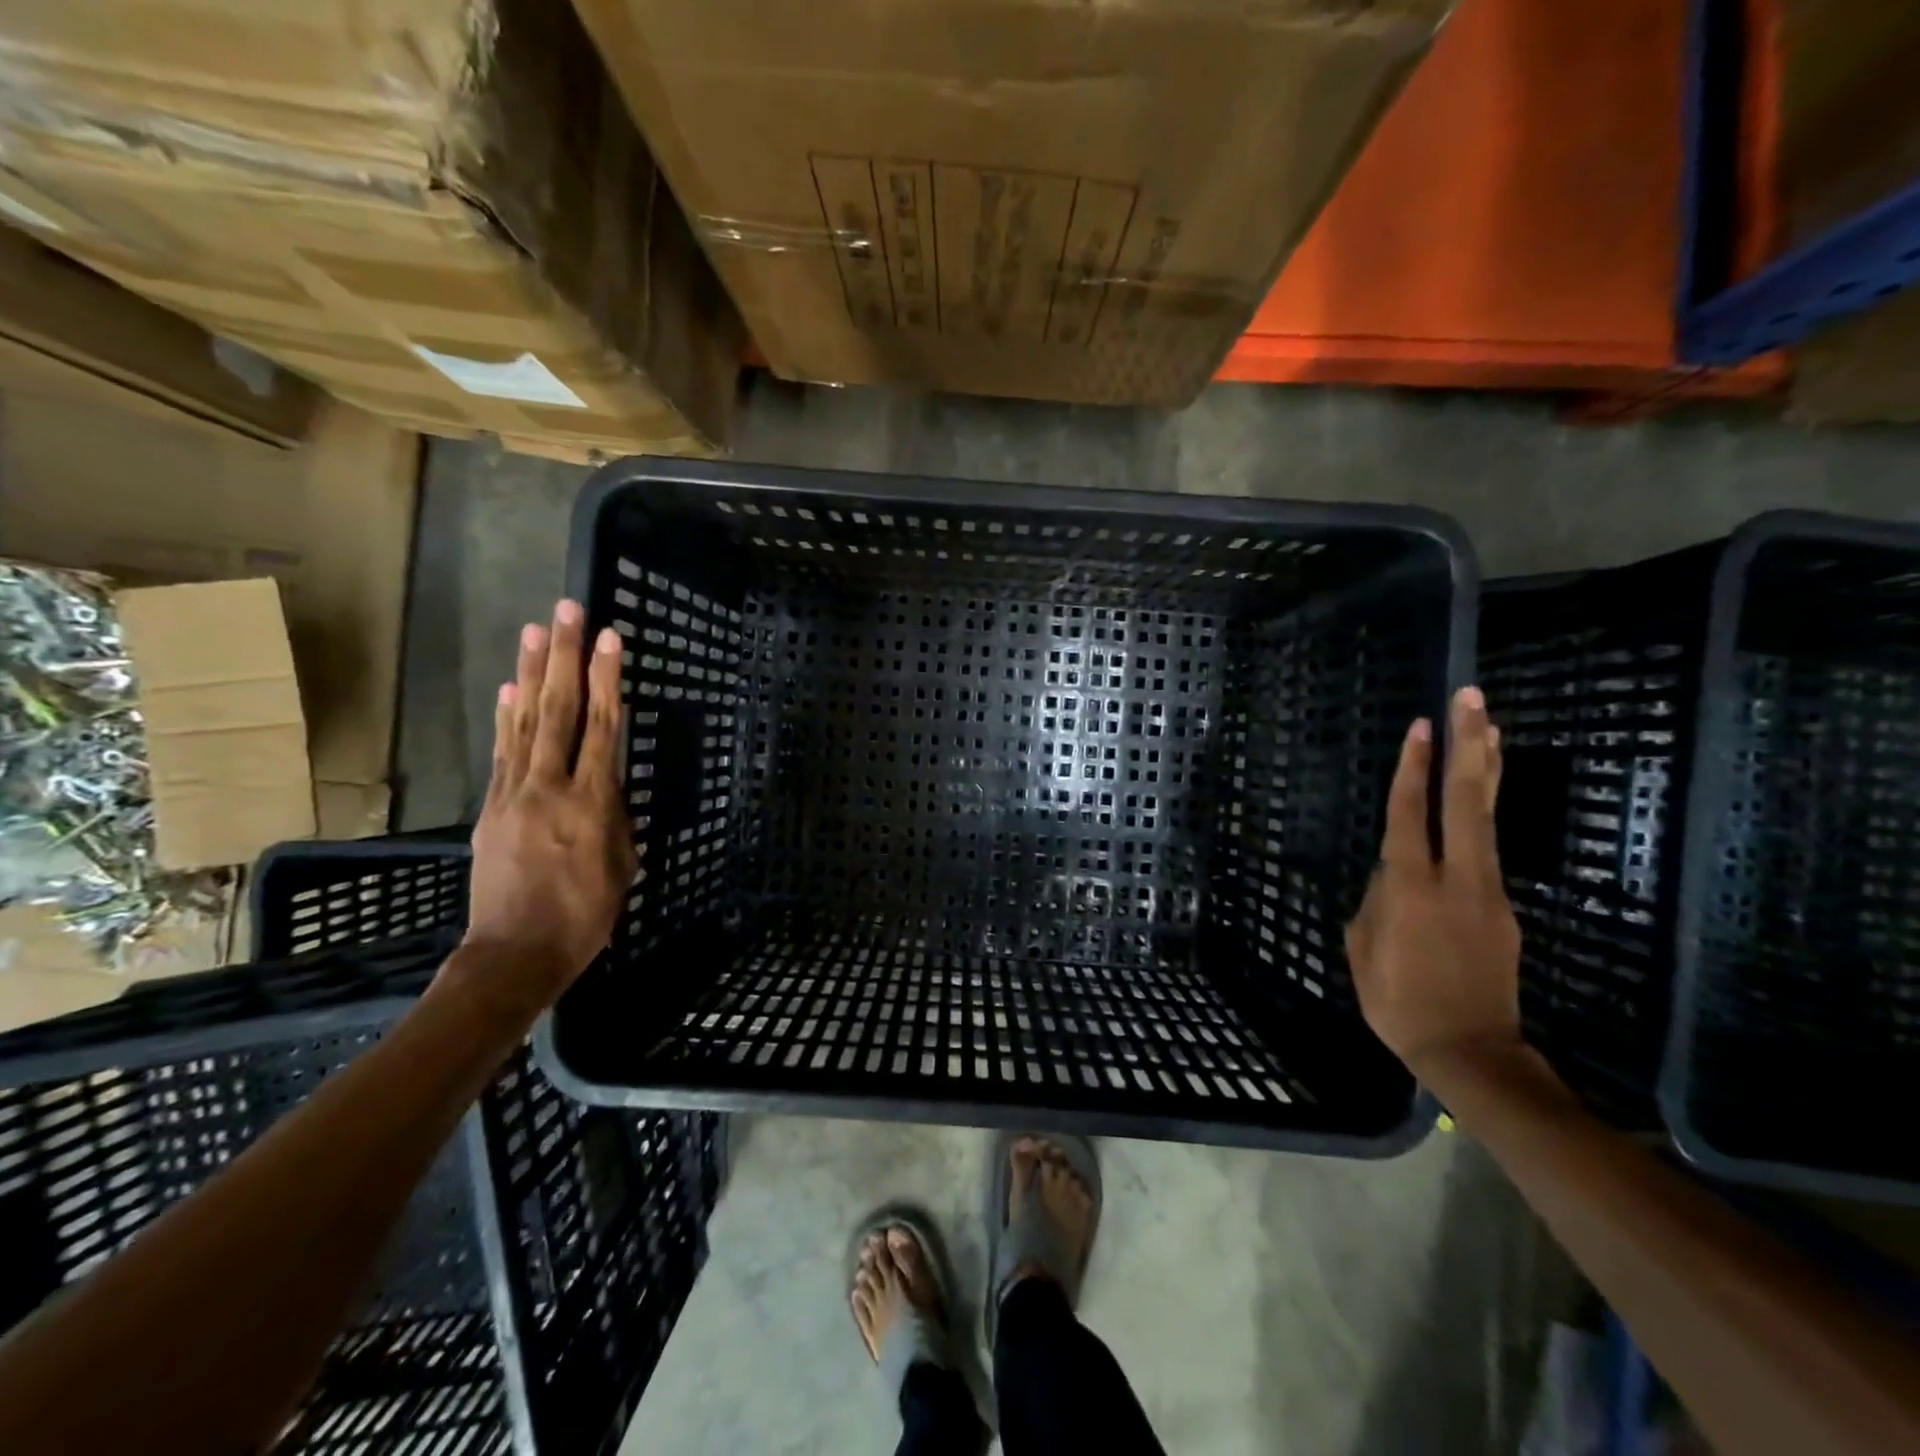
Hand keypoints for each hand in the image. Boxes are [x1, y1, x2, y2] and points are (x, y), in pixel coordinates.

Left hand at [462, 599, 636, 1003]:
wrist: (515, 953)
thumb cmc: (586, 916)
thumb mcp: (622, 866)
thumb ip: (617, 818)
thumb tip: (608, 787)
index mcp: (593, 803)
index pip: (603, 728)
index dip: (607, 679)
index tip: (609, 638)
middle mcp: (551, 787)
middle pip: (559, 711)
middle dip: (564, 657)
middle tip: (566, 611)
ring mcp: (515, 795)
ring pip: (526, 723)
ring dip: (530, 674)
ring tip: (534, 631)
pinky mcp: (492, 809)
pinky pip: (503, 754)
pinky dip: (505, 719)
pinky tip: (509, 690)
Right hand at [1346, 686, 1522, 1079]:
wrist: (1471, 1050)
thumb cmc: (1397, 1002)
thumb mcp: (1362, 949)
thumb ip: (1375, 901)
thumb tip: (1392, 875)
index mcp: (1410, 887)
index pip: (1412, 814)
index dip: (1414, 769)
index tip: (1421, 726)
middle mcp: (1456, 877)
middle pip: (1466, 800)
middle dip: (1469, 745)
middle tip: (1472, 700)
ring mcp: (1489, 891)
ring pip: (1488, 818)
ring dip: (1487, 769)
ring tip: (1491, 728)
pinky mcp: (1505, 909)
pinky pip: (1489, 851)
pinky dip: (1483, 814)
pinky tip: (1477, 798)